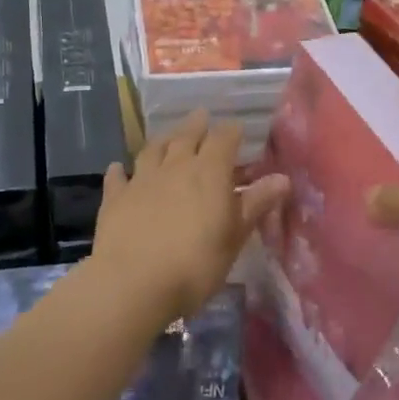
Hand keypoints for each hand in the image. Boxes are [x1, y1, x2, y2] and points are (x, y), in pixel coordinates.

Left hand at [93, 112, 287, 320]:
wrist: (133, 284)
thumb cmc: (196, 262)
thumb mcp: (235, 236)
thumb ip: (256, 203)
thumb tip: (283, 178)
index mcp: (209, 171)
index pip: (224, 139)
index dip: (231, 132)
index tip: (237, 129)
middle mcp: (176, 166)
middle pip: (187, 136)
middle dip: (197, 125)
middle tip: (202, 115)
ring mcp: (142, 180)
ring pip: (153, 150)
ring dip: (163, 140)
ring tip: (168, 135)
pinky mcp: (115, 199)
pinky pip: (118, 177)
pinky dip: (120, 170)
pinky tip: (119, 167)